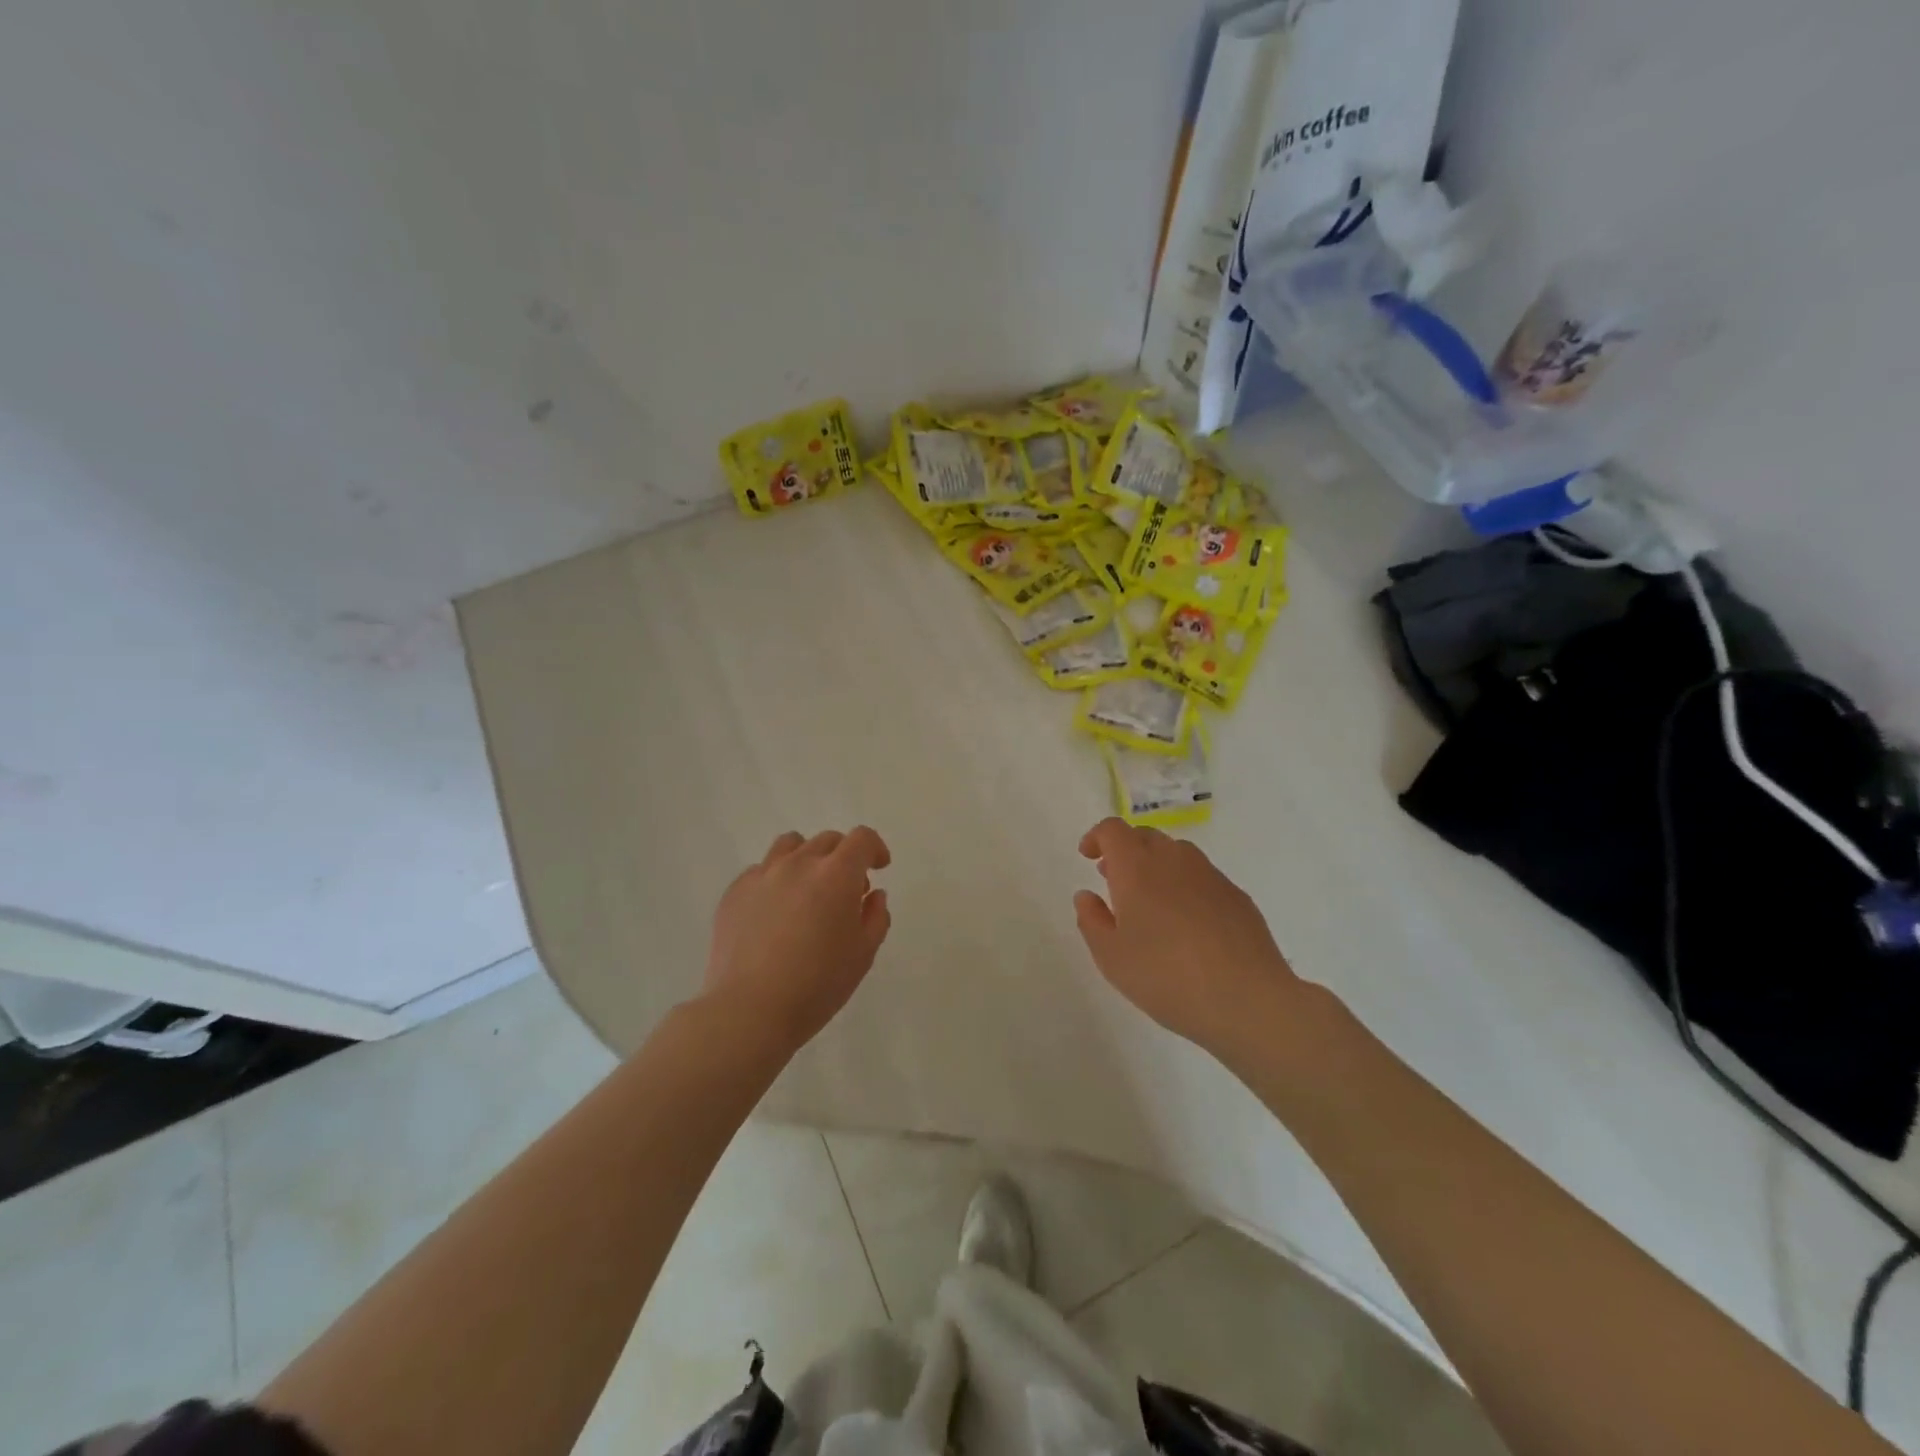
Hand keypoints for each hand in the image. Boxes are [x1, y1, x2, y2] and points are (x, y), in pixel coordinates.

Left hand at [702, 827, 892, 1050]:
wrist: (750, 1010)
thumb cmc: (817, 985)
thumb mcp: (863, 955)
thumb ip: (876, 917)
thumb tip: (873, 895)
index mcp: (836, 874)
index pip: (861, 839)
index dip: (875, 848)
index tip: (878, 867)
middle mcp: (799, 863)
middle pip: (828, 840)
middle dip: (844, 857)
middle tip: (845, 891)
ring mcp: (763, 874)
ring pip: (791, 845)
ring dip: (808, 858)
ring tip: (808, 890)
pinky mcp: (735, 891)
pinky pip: (761, 870)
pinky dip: (776, 879)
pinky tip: (775, 911)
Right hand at [1073, 817, 1298, 1054]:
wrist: (1247, 1000)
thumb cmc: (1166, 977)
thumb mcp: (1111, 957)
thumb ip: (1092, 920)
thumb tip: (1087, 896)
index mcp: (1137, 868)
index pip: (1113, 830)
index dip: (1097, 837)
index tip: (1088, 857)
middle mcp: (1174, 860)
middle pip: (1145, 836)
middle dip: (1125, 850)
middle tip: (1114, 880)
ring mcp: (1210, 875)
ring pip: (1176, 854)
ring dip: (1156, 865)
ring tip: (1150, 902)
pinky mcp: (1237, 895)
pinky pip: (1202, 877)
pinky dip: (1185, 886)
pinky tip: (1187, 924)